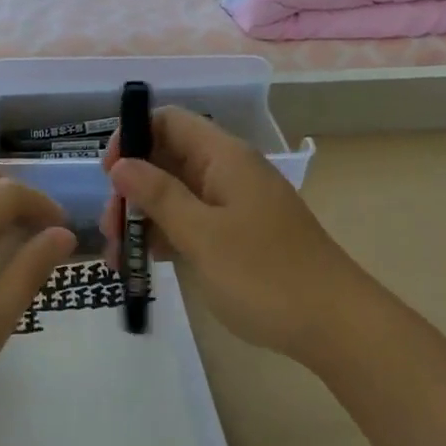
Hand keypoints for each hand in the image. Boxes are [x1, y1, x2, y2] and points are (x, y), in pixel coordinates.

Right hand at [101, 108, 371, 364]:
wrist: (335, 325)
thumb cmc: (264, 274)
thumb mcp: (202, 235)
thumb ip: (159, 195)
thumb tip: (121, 164)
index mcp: (224, 156)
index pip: (169, 121)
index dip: (133, 137)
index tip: (110, 176)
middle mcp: (228, 170)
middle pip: (168, 158)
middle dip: (133, 186)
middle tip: (110, 228)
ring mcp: (235, 203)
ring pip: (177, 192)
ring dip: (145, 216)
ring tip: (119, 256)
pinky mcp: (239, 234)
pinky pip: (194, 220)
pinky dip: (168, 235)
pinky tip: (145, 263)